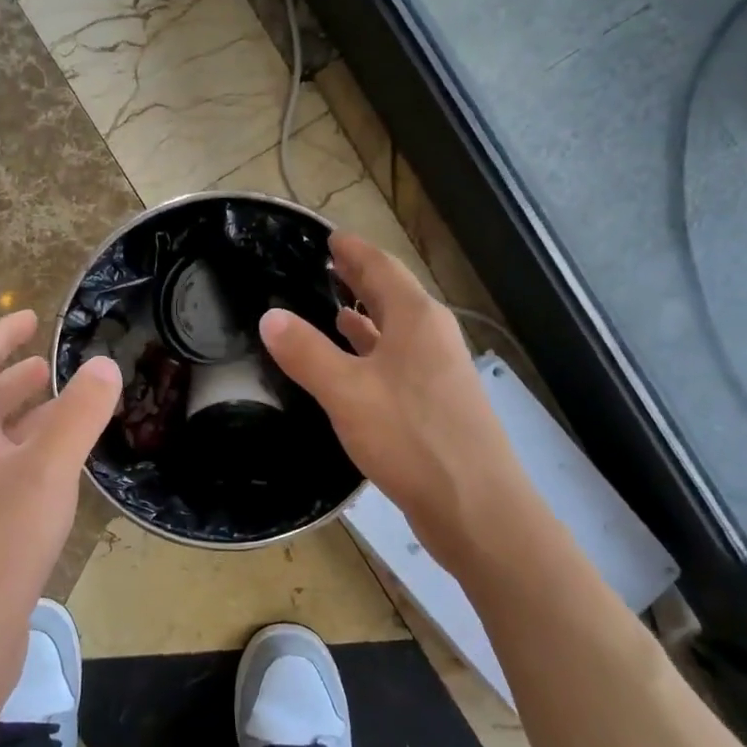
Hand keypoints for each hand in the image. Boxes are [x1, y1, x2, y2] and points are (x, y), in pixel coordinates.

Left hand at [0, 310, 121, 705]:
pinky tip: (66, 474)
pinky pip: (13, 477)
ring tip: (69, 411)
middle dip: (16, 378)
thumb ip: (78, 415)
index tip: (32, 318)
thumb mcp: (47, 469)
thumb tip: (104, 364)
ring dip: (30, 418)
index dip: (1, 334)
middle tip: (51, 366)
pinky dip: (38, 458)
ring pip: (1, 442)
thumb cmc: (0, 542)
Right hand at [260, 233, 530, 563]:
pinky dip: (374, 353)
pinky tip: (357, 366)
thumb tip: (269, 317)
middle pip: (394, 295)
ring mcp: (440, 372)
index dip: (353, 251)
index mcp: (416, 320)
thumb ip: (306, 352)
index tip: (329, 238)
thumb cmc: (411, 439)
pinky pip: (399, 362)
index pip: (381, 267)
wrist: (476, 508)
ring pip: (397, 331)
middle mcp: (433, 337)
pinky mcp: (438, 405)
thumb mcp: (346, 392)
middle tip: (328, 265)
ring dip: (368, 317)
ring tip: (335, 308)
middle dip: (361, 279)